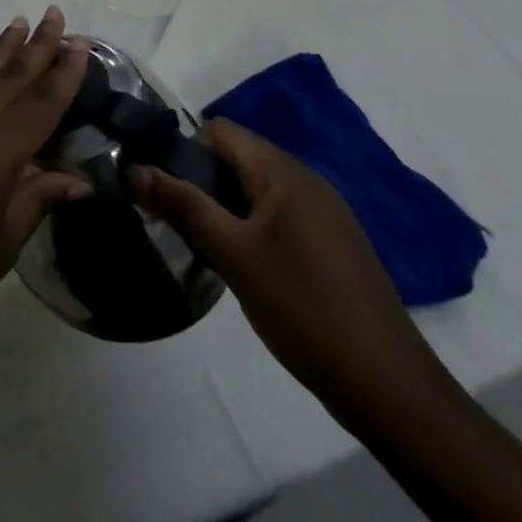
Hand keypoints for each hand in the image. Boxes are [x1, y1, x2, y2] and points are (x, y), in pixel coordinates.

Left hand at [0, 8, 91, 358]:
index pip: (41, 102)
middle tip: (54, 13)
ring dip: (1, 49)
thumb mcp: (2, 241)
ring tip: (20, 24)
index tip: (81, 42)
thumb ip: (38, 199)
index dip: (64, 72)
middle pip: (9, 76)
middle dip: (36, 45)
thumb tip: (79, 179)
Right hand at [128, 119, 457, 424]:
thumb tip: (130, 168)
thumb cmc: (304, 309)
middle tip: (178, 223)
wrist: (391, 391)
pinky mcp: (332, 244)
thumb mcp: (232, 254)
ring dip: (223, 209)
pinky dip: (250, 228)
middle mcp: (306, 181)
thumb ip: (180, 205)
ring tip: (205, 248)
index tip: (165, 191)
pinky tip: (244, 268)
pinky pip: (277, 215)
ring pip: (254, 189)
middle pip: (236, 157)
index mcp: (284, 172)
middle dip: (200, 183)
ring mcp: (324, 214)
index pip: (219, 130)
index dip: (184, 151)